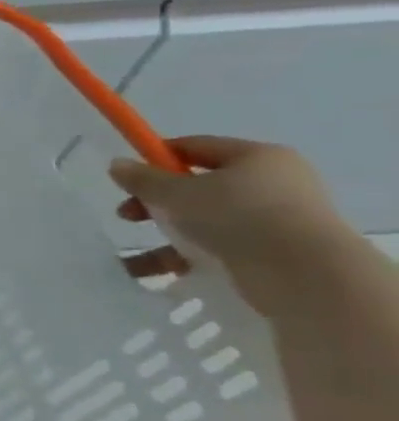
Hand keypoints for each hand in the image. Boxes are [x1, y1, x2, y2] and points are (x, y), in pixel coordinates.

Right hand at [110, 136, 349, 310]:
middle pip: (199, 186)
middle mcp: (273, 183)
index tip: (128, 176)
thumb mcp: (177, 192)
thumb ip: (143, 179)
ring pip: (205, 221)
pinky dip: (184, 258)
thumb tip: (117, 164)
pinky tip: (155, 272)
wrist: (304, 273)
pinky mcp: (273, 251)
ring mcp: (276, 219)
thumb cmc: (237, 216)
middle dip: (156, 202)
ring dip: (166, 235)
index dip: (157, 157)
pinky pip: (216, 248)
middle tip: (128, 215)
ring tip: (135, 258)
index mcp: (258, 157)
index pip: (197, 147)